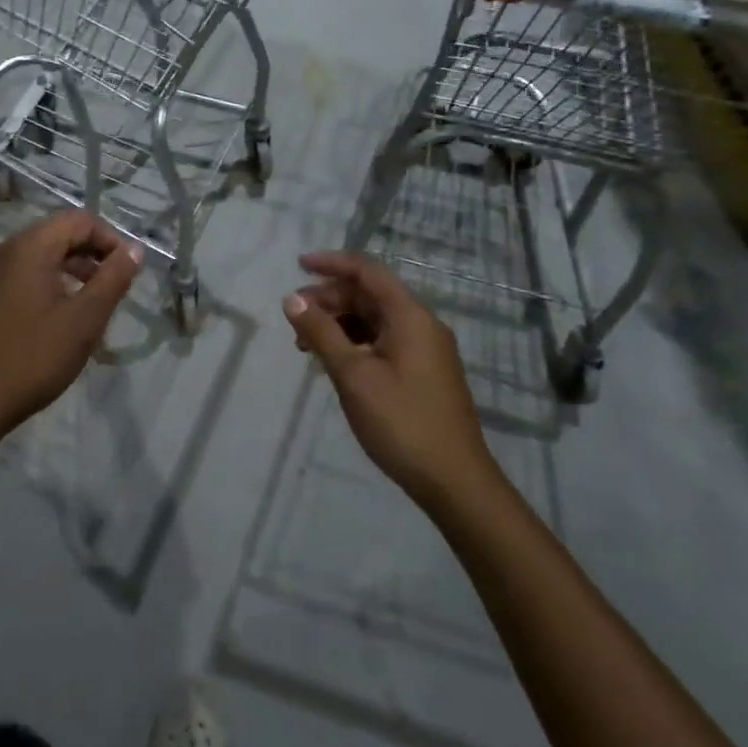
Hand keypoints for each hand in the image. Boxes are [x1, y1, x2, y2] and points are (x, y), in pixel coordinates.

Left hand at [0, 210, 144, 440]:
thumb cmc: (34, 356)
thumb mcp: (85, 319)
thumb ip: (113, 278)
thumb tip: (135, 249)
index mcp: (30, 246)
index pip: (79, 219)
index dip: (110, 239)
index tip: (128, 272)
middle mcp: (8, 249)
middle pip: (60, 233)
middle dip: (93, 254)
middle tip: (116, 288)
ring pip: (45, 254)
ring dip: (75, 269)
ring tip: (97, 304)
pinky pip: (29, 273)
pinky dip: (54, 282)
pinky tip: (66, 316)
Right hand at [283, 251, 493, 508]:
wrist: (455, 483)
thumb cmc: (402, 422)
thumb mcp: (353, 375)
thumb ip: (321, 332)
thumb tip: (292, 299)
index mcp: (410, 317)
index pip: (368, 272)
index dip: (332, 263)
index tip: (298, 265)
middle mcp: (421, 325)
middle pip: (370, 294)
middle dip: (329, 298)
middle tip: (295, 317)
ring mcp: (425, 350)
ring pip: (374, 319)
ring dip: (339, 322)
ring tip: (306, 344)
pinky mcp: (422, 372)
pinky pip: (383, 340)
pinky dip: (354, 341)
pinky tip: (334, 361)